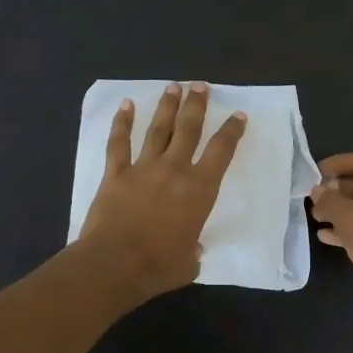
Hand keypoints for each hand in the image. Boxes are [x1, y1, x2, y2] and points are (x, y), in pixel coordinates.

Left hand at [79, 82, 246, 302]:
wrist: (115, 264)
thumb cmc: (159, 266)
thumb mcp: (190, 262)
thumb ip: (194, 250)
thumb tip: (192, 249)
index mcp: (199, 190)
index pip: (221, 152)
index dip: (232, 131)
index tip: (238, 115)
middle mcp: (174, 170)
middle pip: (189, 129)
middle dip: (197, 105)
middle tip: (201, 86)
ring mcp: (142, 168)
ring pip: (158, 130)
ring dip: (167, 107)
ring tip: (173, 87)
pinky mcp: (115, 174)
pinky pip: (119, 143)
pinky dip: (122, 123)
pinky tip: (126, 105)